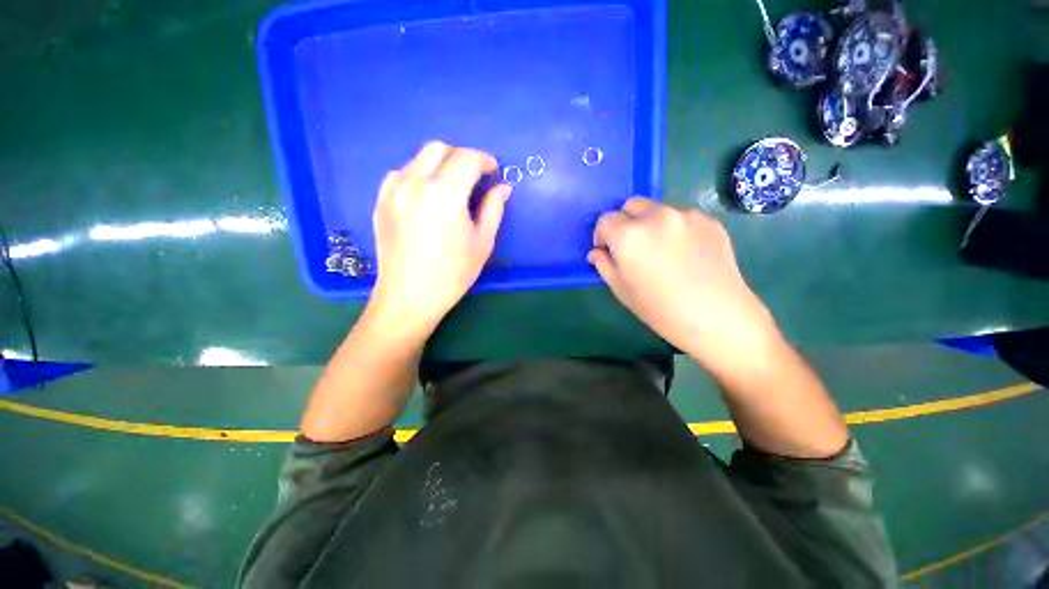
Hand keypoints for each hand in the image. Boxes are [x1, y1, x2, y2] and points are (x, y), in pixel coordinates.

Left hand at [369, 142, 510, 335]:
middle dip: (461, 156)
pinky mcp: (381, 202)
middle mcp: (416, 182)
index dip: (484, 160)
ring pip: (418, 159)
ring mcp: (394, 191)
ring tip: (450, 187)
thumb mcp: (482, 242)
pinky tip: (425, 196)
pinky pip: (400, 174)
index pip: (467, 158)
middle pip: (439, 148)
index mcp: (446, 193)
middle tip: (473, 177)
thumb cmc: (453, 273)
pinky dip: (417, 175)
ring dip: (439, 164)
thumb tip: (503, 188)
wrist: (410, 296)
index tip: (493, 171)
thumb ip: (493, 209)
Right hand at [588, 198, 777, 370]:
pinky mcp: (709, 220)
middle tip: (631, 246)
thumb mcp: (621, 290)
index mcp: (628, 235)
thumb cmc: (660, 309)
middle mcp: (655, 216)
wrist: (716, 317)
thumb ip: (604, 265)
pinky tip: (685, 253)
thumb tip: (596, 252)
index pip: (605, 220)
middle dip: (625, 222)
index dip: (602, 235)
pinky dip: (675, 228)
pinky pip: (682, 217)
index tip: (608, 250)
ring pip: (657, 209)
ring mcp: (686, 215)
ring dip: (650, 223)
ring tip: (661, 250)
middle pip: (630, 205)